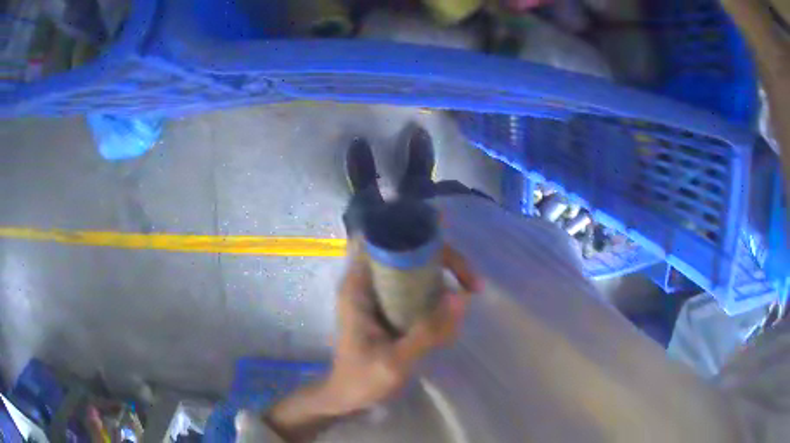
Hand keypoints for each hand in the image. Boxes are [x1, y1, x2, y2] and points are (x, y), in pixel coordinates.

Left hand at [322, 239, 480, 414]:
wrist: (346, 397)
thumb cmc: (362, 379)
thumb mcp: (395, 361)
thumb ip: (427, 332)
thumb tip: (461, 296)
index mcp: (357, 287)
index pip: (378, 237)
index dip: (408, 227)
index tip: (443, 233)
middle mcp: (367, 282)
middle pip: (404, 248)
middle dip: (440, 255)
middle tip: (470, 280)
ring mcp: (378, 293)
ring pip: (413, 265)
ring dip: (443, 270)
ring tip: (470, 287)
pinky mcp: (389, 306)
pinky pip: (416, 284)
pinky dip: (437, 287)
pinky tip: (455, 303)